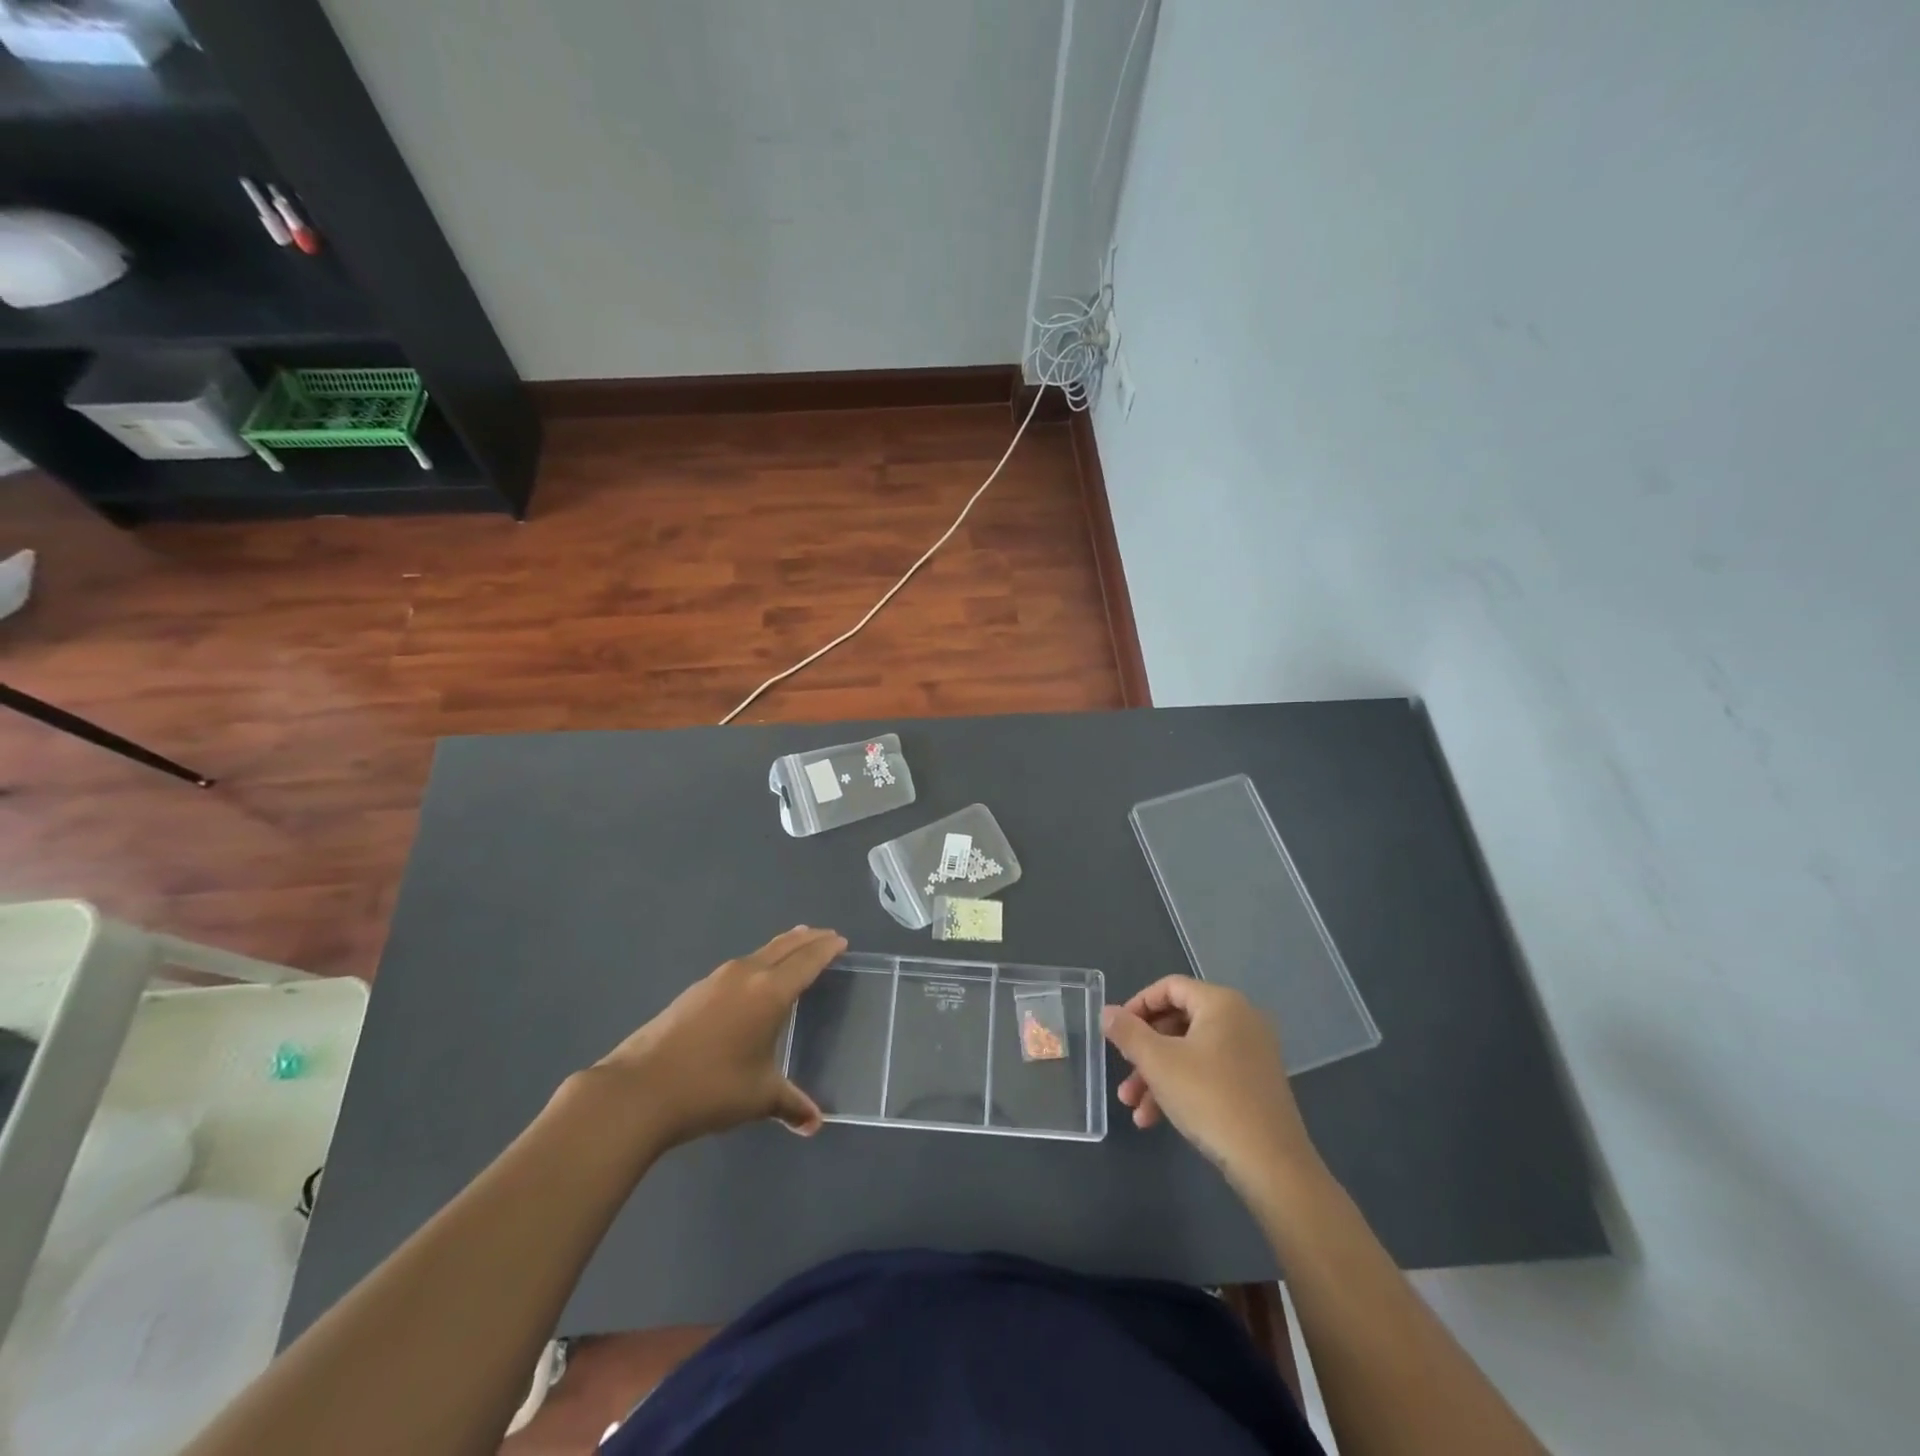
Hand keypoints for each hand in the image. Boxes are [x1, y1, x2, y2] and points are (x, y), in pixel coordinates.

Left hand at [590, 926, 844, 1146]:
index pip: (807, 961)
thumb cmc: (711, 1087)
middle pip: (784, 947)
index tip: (840, 941)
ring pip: (759, 953)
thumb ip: (791, 1104)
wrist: (639, 1090)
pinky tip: (752, 982)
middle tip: (825, 936)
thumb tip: (814, 1124)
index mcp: (770, 992)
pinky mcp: (694, 991)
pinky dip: (758, 963)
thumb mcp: (759, 1097)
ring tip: (793, 949)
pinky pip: (739, 967)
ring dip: (781, 948)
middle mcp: (746, 975)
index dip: (826, 949)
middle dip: (807, 940)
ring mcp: (716, 980)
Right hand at [1101, 976, 1321, 1190]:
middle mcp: (1241, 1020)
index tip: (1116, 1031)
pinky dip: (1181, 1087)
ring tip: (1133, 1107)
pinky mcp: (1255, 1083)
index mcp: (1221, 1003)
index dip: (1137, 1005)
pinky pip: (1209, 1072)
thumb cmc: (1210, 1099)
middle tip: (1123, 1072)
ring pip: (1190, 1052)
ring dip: (1157, 1075)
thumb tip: (1107, 1012)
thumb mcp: (1159, 1063)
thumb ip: (1128, 1032)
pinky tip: (1156, 1119)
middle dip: (1144, 1051)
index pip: (1170, 987)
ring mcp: (1251, 1053)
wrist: (1272, 1165)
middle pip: (1178, 1022)